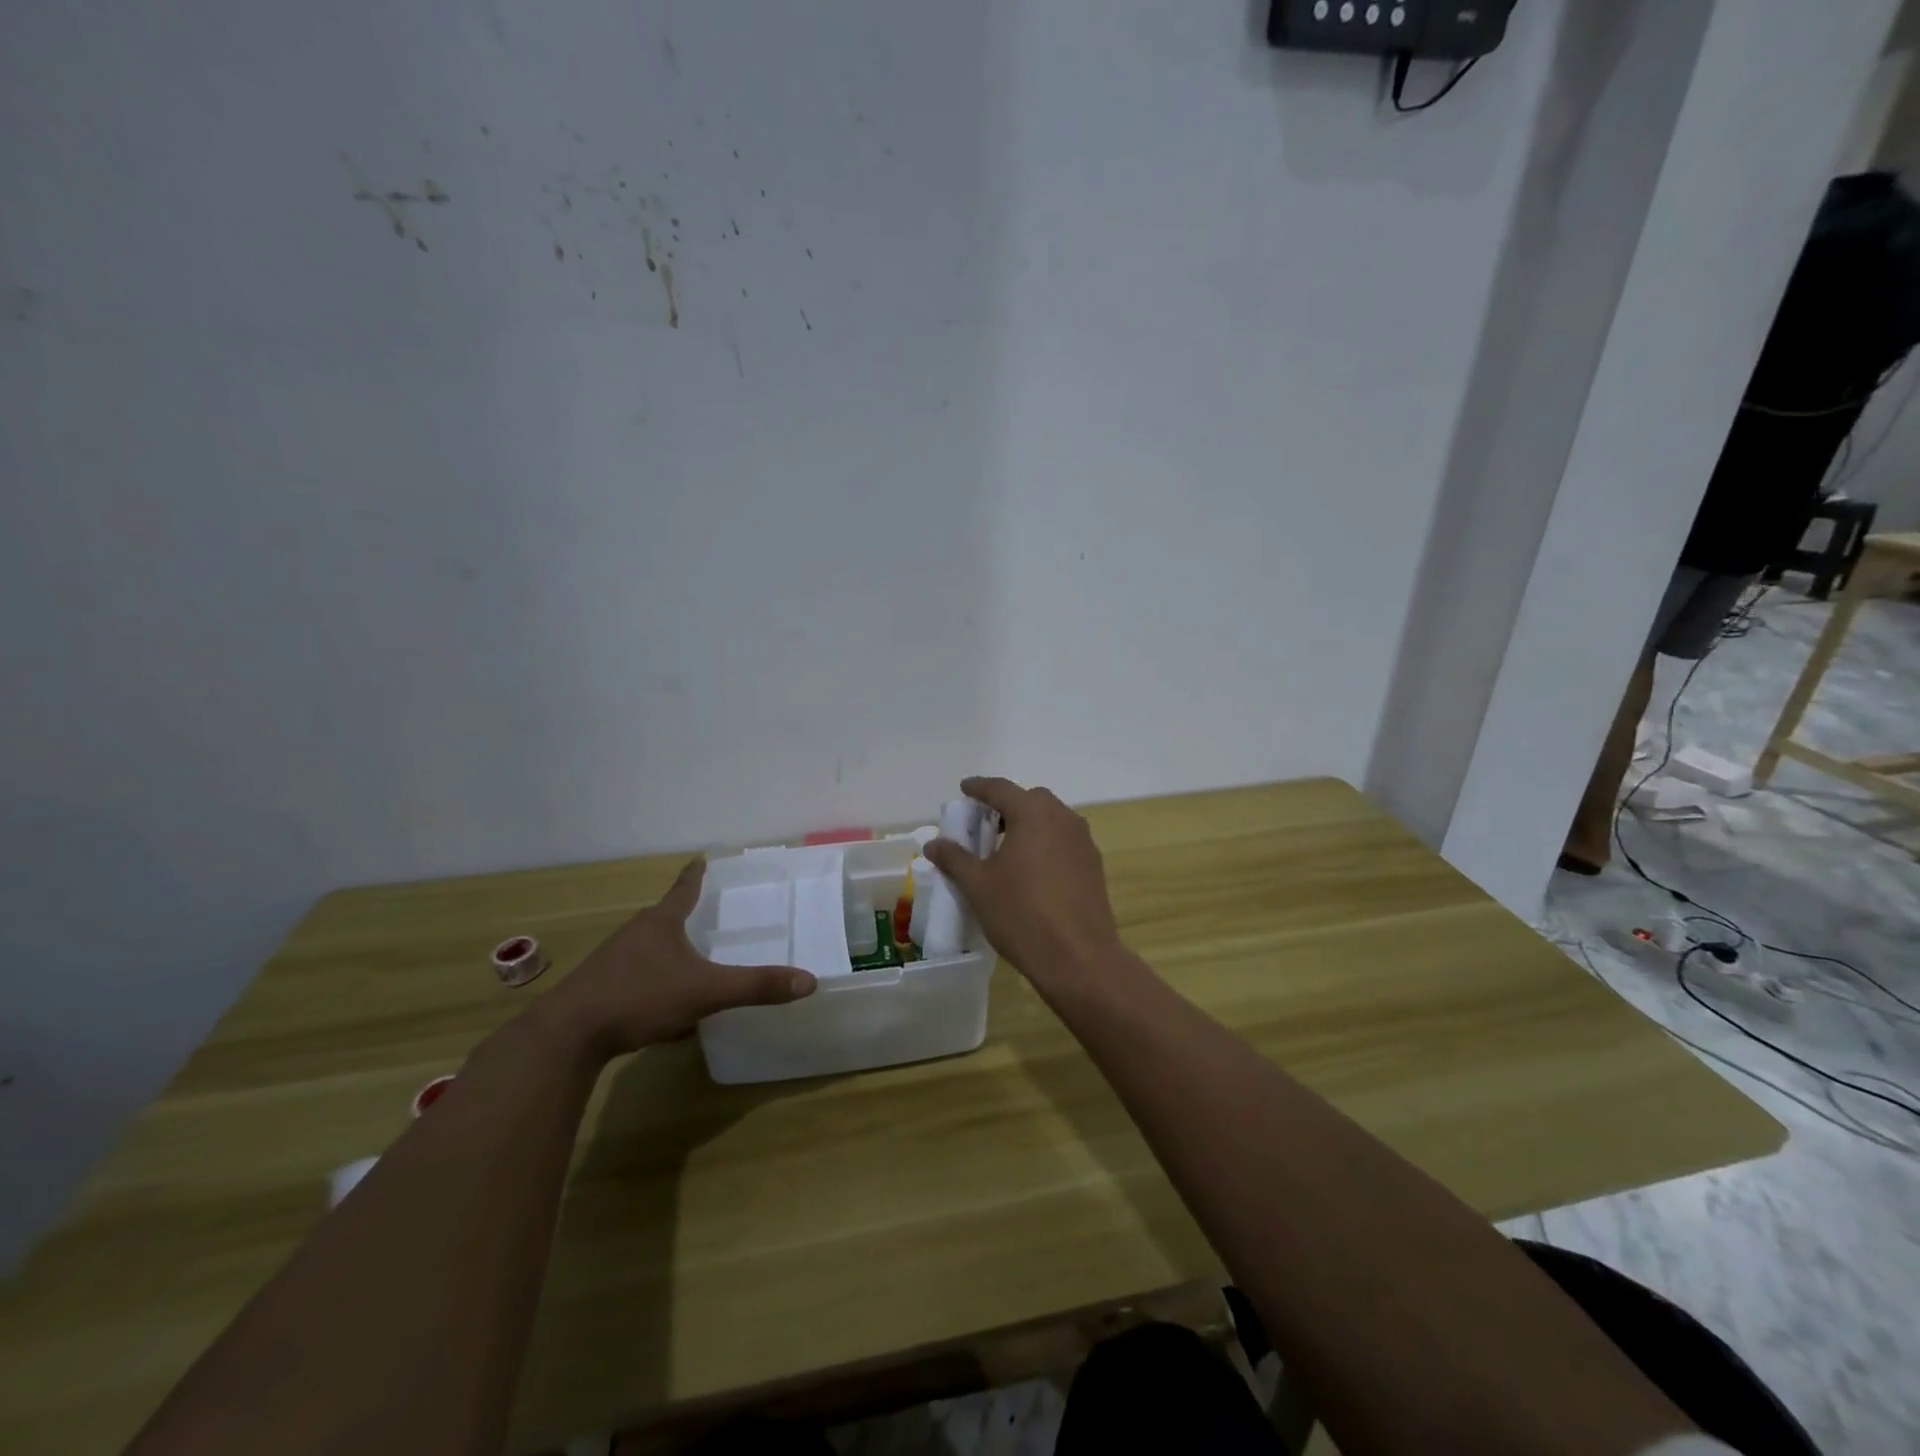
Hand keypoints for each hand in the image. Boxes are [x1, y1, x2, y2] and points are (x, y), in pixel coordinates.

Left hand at [535, 859, 815, 1060]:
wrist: (567, 1036)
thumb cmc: (639, 997)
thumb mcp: (705, 992)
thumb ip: (755, 986)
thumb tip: (809, 981)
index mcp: (662, 922)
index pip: (685, 887)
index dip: (697, 873)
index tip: (704, 857)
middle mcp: (636, 933)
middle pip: (666, 915)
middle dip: (686, 913)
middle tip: (711, 912)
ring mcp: (614, 960)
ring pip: (650, 946)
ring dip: (670, 948)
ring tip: (692, 957)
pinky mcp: (600, 988)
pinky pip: (637, 975)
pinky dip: (655, 980)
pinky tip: (665, 1004)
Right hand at [924, 776, 1125, 988]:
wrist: (1079, 958)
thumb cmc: (1022, 915)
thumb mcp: (978, 886)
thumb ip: (955, 859)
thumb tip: (933, 843)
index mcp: (1033, 815)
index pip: (1001, 789)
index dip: (979, 787)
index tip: (965, 789)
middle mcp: (1062, 819)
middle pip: (1031, 799)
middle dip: (1007, 805)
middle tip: (985, 824)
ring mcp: (1083, 842)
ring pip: (1052, 819)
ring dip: (1028, 823)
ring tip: (1007, 848)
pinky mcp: (1093, 865)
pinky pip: (1065, 840)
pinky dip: (1045, 842)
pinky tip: (1032, 870)